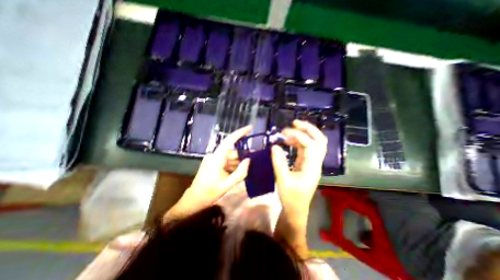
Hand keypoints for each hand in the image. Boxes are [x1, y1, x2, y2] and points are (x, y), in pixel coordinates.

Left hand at [164, 126, 249, 221]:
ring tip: (246, 169)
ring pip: (230, 156)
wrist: (194, 200)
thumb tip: (249, 160)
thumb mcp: (227, 185)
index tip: (250, 128)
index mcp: (216, 158)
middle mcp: (215, 155)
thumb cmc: (209, 193)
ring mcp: (214, 159)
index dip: (240, 133)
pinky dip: (233, 165)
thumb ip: (240, 173)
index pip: (229, 141)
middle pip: (232, 151)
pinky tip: (237, 172)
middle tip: (254, 160)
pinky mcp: (214, 163)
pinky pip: (227, 161)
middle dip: (243, 155)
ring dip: (238, 162)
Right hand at [272, 120, 326, 216]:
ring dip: (302, 134)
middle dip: (309, 129)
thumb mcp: (283, 180)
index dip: (298, 136)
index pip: (310, 145)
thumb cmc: (291, 198)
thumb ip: (279, 162)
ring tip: (287, 132)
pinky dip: (298, 142)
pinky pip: (305, 149)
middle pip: (320, 141)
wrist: (296, 210)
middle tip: (295, 122)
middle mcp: (315, 163)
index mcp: (312, 167)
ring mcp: (311, 163)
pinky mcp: (306, 164)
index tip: (284, 134)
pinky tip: (288, 141)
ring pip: (313, 143)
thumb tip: (274, 146)